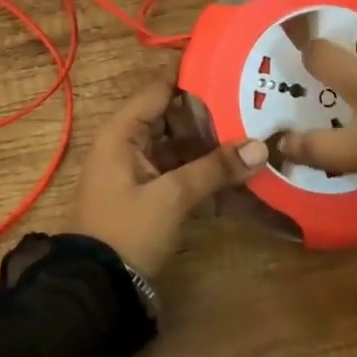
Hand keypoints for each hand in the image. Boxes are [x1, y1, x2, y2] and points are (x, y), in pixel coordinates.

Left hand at [70, 76, 268, 276]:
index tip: (231, 64)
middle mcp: (131, 144)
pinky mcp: (152, 197)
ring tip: (255, 137)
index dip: (192, 75)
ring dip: (213, 147)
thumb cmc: (126, 230)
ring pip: (182, 147)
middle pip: (175, 117)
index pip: (160, 88)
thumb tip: (261, 145)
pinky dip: (207, 175)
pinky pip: (183, 174)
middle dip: (212, 114)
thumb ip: (215, 168)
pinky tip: (241, 176)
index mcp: (124, 132)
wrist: (95, 292)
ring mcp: (142, 172)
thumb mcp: (171, 197)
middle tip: (254, 104)